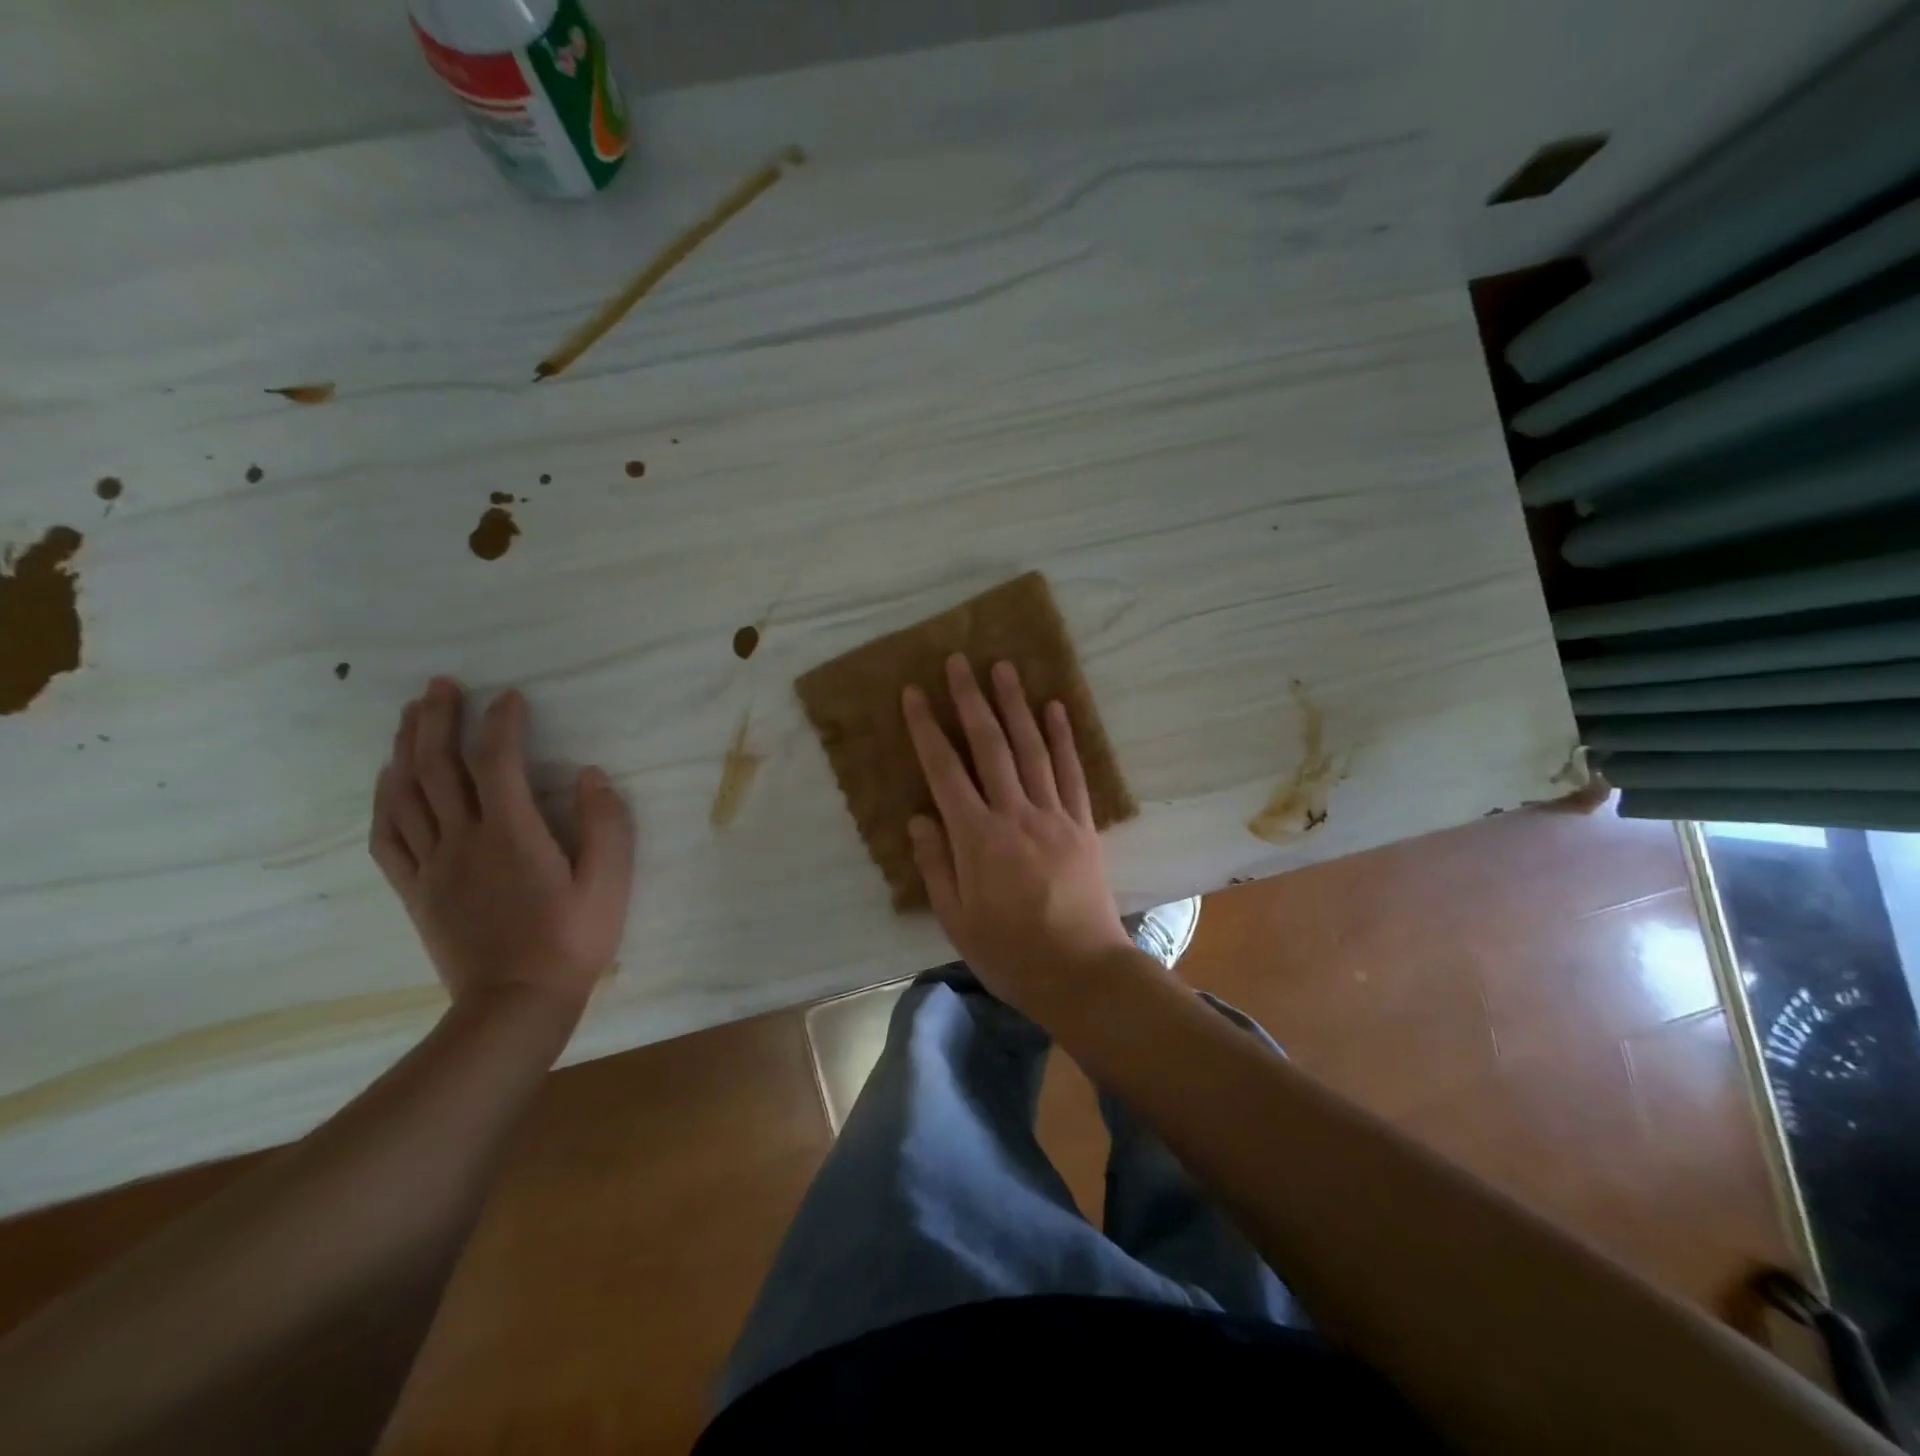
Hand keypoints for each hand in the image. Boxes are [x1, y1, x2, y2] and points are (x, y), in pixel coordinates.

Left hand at [369, 678, 635, 1027]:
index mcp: (512, 834)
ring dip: (407, 748)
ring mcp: (433, 865)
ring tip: (411, 716)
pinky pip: (388, 836)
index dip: (501, 723)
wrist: (516, 1004)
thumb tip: (591, 775)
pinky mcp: (416, 890)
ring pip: (407, 794)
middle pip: (439, 768)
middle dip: (438, 720)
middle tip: (440, 685)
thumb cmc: (572, 941)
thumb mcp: (610, 883)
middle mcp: (464, 840)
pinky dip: (384, 799)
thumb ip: (606, 825)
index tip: (511, 697)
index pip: (498, 762)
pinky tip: (389, 779)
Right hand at [903, 655, 1134, 1019]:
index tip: (915, 693)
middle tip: (959, 661)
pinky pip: (1071, 772)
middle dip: (971, 700)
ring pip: (1031, 748)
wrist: (1079, 972)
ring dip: (1015, 705)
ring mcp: (1053, 815)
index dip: (927, 729)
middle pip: (990, 746)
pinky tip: (1055, 708)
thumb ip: (935, 864)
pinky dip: (1063, 737)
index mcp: (976, 838)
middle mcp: (1014, 814)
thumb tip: (919, 818)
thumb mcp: (955, 919)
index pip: (944, 771)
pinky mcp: (1082, 825)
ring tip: (1004, 668)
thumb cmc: (1008, 951)